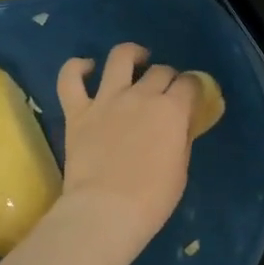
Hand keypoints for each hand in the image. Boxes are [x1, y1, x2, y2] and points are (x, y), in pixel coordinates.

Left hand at [54, 43, 198, 264]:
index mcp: (172, 110)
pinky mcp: (77, 110)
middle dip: (168, 77)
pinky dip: (76, 67)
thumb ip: (181, 137)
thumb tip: (181, 123)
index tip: (192, 96)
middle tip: (165, 91)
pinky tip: (86, 68)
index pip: (190, 84)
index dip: (193, 87)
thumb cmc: (152, 199)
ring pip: (120, 58)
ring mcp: (107, 99)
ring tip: (136, 60)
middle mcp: (141, 95)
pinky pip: (70, 79)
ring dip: (132, 54)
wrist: (107, 210)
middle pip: (160, 71)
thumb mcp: (181, 168)